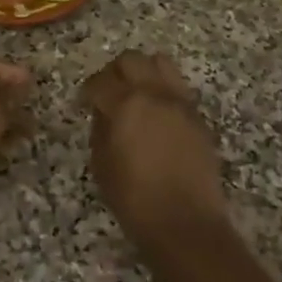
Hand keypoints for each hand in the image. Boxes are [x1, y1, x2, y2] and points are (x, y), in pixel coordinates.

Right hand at [83, 52, 227, 231]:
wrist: (185, 222)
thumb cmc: (134, 199)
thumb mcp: (102, 165)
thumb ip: (100, 129)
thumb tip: (104, 112)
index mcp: (126, 104)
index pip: (100, 81)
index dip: (87, 90)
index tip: (83, 101)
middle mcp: (155, 94)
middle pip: (132, 60)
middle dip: (114, 72)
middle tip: (108, 92)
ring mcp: (181, 103)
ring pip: (161, 63)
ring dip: (144, 72)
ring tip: (136, 94)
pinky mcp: (198, 117)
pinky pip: (178, 88)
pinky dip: (163, 91)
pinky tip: (156, 115)